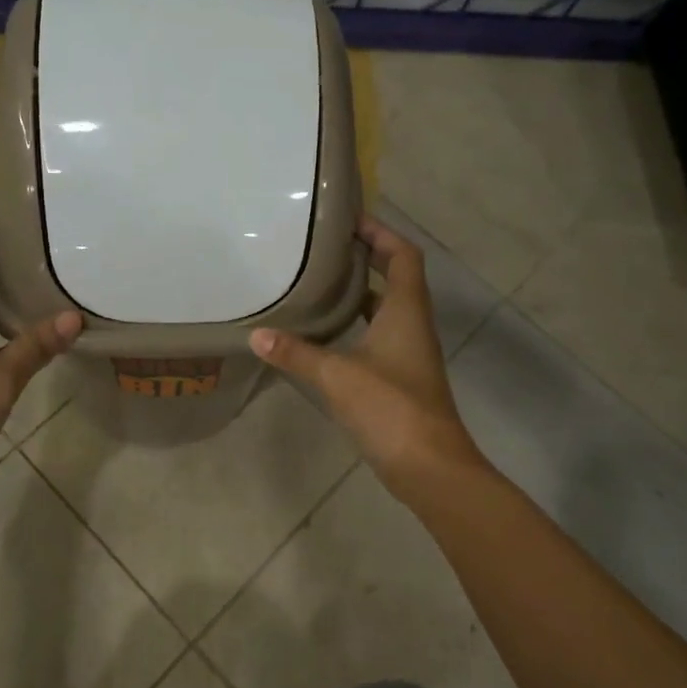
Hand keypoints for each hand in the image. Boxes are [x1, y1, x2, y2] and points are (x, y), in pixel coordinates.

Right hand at [250, 216, 484, 503]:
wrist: (429, 467)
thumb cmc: (390, 408)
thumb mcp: (337, 375)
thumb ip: (296, 353)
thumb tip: (257, 335)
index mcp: (406, 311)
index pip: (403, 255)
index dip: (381, 232)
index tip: (349, 220)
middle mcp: (412, 325)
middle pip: (395, 277)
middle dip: (366, 257)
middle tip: (325, 246)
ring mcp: (407, 353)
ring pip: (385, 308)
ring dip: (359, 291)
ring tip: (319, 280)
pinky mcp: (399, 378)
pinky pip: (377, 336)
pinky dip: (355, 324)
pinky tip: (324, 331)